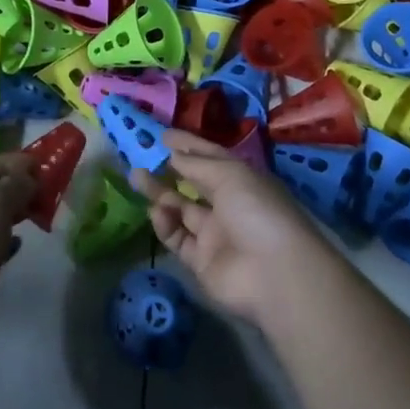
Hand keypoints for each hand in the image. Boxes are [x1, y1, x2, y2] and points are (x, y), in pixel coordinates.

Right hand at [129, 132, 336, 325]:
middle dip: (168, 169)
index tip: (162, 135)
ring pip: (181, 209)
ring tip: (136, 177)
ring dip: (160, 194)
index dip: (188, 145)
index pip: (210, 157)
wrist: (273, 273)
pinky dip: (165, 224)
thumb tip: (172, 153)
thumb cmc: (256, 210)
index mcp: (241, 180)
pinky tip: (157, 212)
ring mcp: (215, 234)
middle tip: (140, 156)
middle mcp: (228, 204)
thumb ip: (196, 165)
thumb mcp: (229, 175)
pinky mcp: (201, 261)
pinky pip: (178, 238)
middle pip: (193, 183)